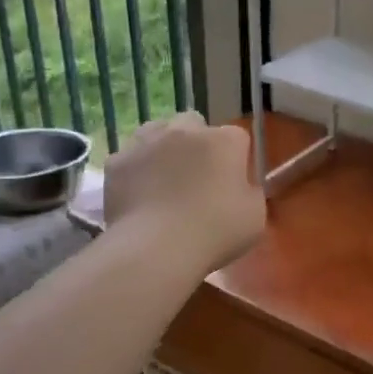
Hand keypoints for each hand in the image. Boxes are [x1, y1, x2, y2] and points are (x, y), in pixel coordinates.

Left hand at [104, 112, 265, 272]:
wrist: (156, 249)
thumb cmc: (215, 232)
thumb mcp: (255, 217)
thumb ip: (250, 192)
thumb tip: (240, 187)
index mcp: (224, 141)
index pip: (237, 138)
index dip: (236, 160)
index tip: (233, 184)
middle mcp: (185, 131)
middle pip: (195, 124)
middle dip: (198, 143)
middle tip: (198, 177)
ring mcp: (147, 142)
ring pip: (158, 132)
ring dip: (164, 148)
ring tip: (164, 180)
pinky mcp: (118, 161)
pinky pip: (131, 158)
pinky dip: (136, 170)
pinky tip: (139, 195)